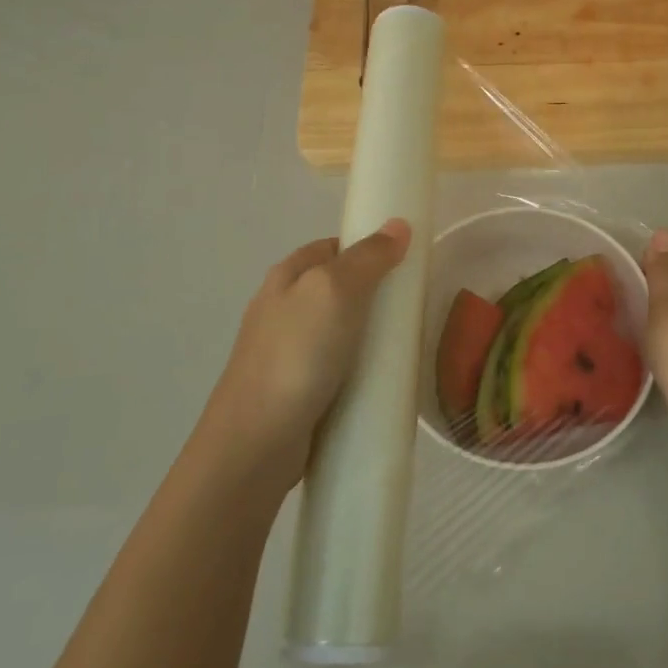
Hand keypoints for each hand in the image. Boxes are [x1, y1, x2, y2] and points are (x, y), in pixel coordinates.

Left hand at [202, 220, 412, 484]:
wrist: (255, 443)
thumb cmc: (296, 355)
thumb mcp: (335, 291)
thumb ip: (368, 257)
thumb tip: (398, 225)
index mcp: (287, 276)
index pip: (335, 246)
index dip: (370, 248)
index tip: (407, 263)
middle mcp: (283, 308)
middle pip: (340, 288)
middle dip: (376, 295)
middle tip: (412, 308)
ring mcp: (288, 352)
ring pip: (341, 330)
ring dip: (370, 335)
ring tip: (405, 346)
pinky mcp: (297, 389)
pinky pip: (338, 367)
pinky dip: (360, 369)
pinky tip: (381, 380)